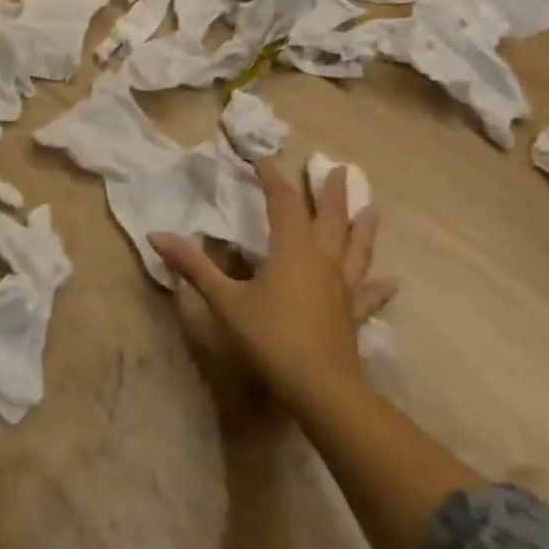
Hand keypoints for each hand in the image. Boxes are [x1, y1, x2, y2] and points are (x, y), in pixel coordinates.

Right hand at [151, 161, 396, 413]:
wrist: (320, 390)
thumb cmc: (270, 337)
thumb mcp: (225, 301)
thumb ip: (194, 267)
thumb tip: (156, 235)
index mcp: (292, 251)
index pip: (284, 203)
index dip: (274, 179)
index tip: (265, 159)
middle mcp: (322, 262)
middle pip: (330, 220)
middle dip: (332, 194)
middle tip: (341, 170)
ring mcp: (342, 289)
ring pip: (356, 251)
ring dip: (363, 229)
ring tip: (372, 210)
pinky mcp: (352, 316)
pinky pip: (368, 296)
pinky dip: (379, 287)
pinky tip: (392, 281)